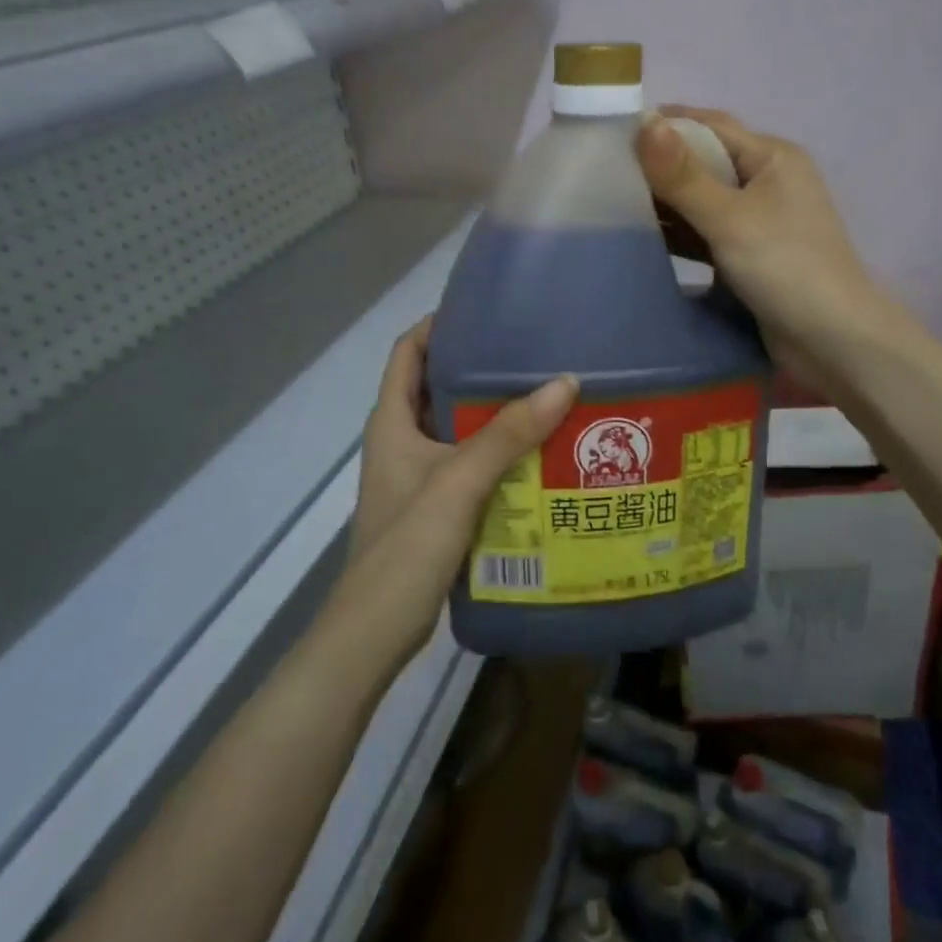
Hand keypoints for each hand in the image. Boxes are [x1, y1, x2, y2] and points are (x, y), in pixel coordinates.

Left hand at [328, 320, 576, 666]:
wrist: (376, 631)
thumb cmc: (406, 546)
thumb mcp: (459, 481)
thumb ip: (508, 434)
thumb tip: (565, 382)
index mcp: (392, 422)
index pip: (407, 353)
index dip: (438, 326)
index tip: (484, 311)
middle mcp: (402, 441)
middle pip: (438, 388)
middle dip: (479, 369)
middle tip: (532, 353)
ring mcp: (418, 476)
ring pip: (458, 429)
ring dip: (495, 415)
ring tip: (546, 397)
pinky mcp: (435, 507)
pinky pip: (471, 465)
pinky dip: (500, 454)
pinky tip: (539, 455)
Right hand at [636, 108, 906, 393]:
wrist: (833, 341)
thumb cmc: (786, 268)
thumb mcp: (730, 218)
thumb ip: (683, 175)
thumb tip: (644, 122)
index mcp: (772, 158)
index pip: (710, 127)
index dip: (664, 124)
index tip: (613, 130)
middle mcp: (767, 182)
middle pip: (704, 163)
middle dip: (658, 166)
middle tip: (602, 170)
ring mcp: (759, 222)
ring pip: (703, 201)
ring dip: (665, 203)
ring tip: (609, 202)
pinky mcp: (750, 256)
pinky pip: (706, 234)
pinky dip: (679, 234)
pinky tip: (641, 238)